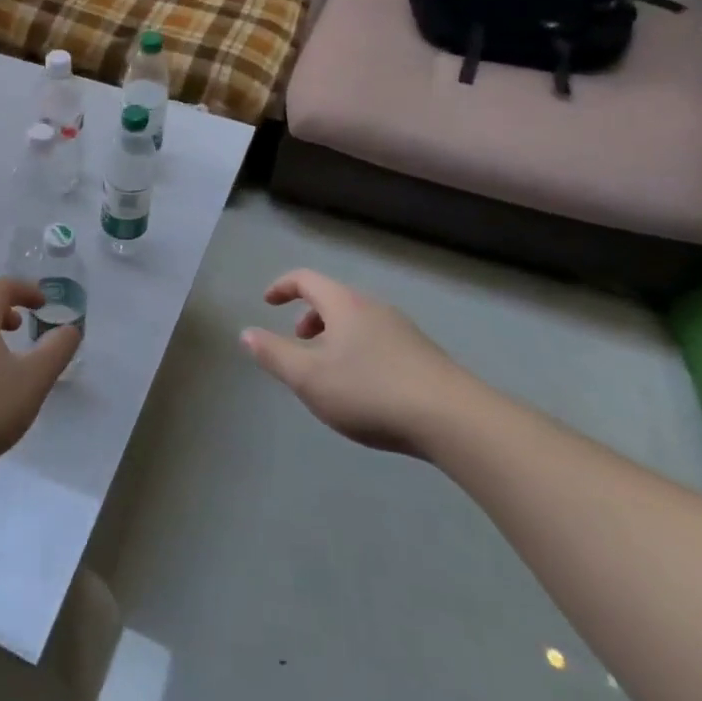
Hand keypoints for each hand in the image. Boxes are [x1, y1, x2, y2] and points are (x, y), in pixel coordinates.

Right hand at [241, 269, 481, 456]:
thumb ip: (273, 354)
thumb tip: (247, 333)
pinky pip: (379, 340)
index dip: (282, 287)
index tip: (267, 303)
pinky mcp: (424, 357)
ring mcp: (404, 331)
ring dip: (334, 335)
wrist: (455, 420)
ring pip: (358, 321)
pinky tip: (363, 388)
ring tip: (327, 370)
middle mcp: (375, 308)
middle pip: (334, 299)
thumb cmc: (370, 391)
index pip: (306, 279)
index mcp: (344, 304)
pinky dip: (358, 350)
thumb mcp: (308, 377)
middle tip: (297, 341)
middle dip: (310, 316)